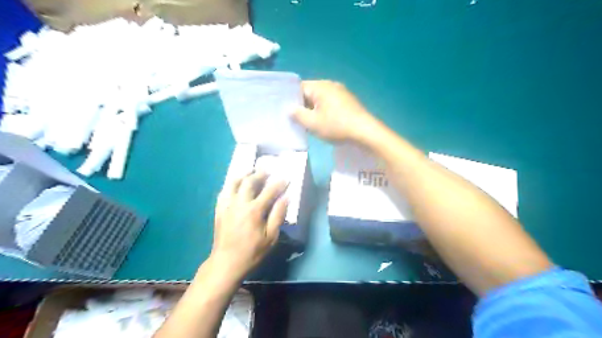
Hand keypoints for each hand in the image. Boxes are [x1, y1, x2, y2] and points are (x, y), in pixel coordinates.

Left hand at [210, 170, 287, 277]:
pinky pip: (224, 192)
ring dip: (243, 175)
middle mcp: (240, 203)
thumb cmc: (252, 252)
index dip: (279, 183)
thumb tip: (285, 198)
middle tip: (267, 171)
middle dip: (260, 174)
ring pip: (234, 183)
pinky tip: (235, 185)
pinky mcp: (219, 210)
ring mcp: (227, 205)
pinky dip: (231, 185)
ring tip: (250, 172)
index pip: (269, 191)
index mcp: (254, 210)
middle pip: (249, 182)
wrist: (226, 262)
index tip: (285, 178)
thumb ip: (278, 216)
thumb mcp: (271, 237)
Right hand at [293, 80, 380, 143]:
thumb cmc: (336, 126)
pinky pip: (330, 103)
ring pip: (320, 99)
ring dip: (313, 110)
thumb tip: (290, 109)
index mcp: (320, 86)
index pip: (299, 88)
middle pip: (310, 93)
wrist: (364, 131)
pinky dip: (324, 111)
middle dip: (302, 106)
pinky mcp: (348, 101)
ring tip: (309, 123)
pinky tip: (324, 123)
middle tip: (296, 120)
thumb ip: (297, 115)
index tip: (286, 111)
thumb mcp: (312, 123)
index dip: (291, 99)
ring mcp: (341, 92)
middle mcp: (331, 85)